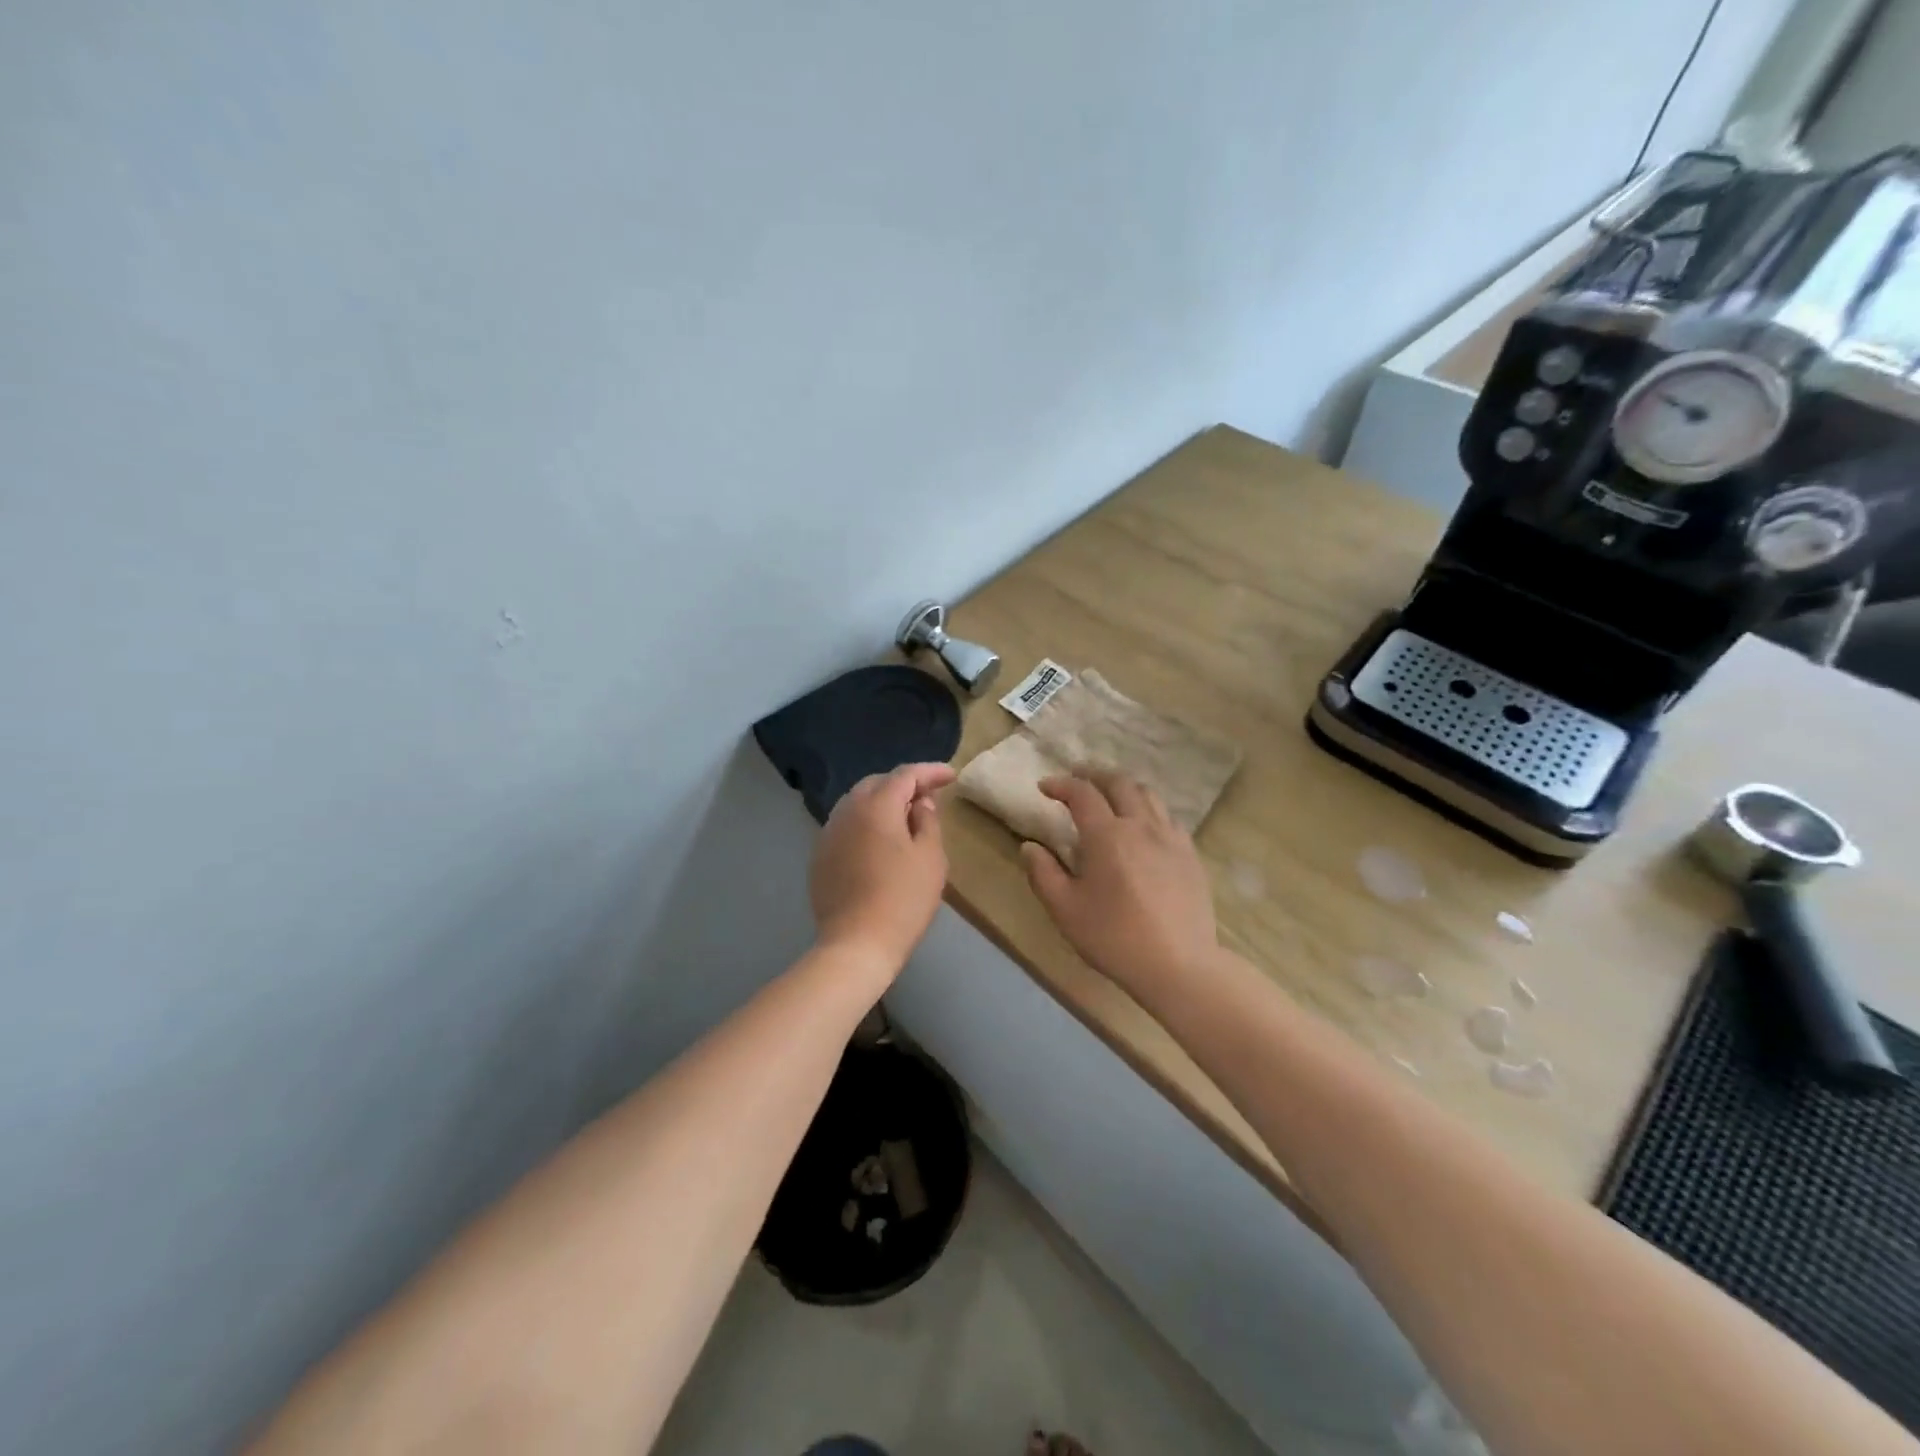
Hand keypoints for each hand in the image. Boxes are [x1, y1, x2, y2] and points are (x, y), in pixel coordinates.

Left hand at [810, 762, 955, 973]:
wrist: (856, 944)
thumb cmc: (903, 899)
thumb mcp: (930, 858)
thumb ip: (928, 821)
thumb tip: (920, 804)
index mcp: (876, 806)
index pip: (905, 775)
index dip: (930, 772)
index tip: (951, 776)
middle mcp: (846, 811)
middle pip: (876, 784)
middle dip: (904, 784)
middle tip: (929, 797)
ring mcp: (828, 834)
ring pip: (857, 804)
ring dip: (882, 803)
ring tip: (906, 818)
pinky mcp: (820, 857)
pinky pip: (846, 827)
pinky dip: (866, 824)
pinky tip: (880, 842)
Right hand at [1020, 771, 1218, 997]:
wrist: (1179, 965)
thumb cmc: (1114, 937)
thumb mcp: (1065, 910)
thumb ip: (1043, 873)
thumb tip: (1030, 846)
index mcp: (1107, 835)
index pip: (1081, 793)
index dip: (1061, 784)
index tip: (1044, 787)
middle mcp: (1140, 825)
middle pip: (1118, 783)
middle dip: (1093, 775)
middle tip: (1077, 778)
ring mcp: (1171, 838)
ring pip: (1148, 794)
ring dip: (1123, 787)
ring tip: (1110, 795)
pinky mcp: (1190, 854)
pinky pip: (1168, 817)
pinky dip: (1148, 809)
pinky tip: (1143, 826)